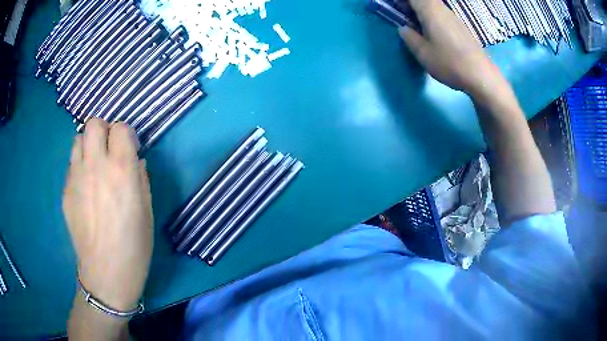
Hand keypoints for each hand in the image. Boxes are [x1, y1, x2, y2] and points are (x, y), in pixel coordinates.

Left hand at [63, 119, 152, 310]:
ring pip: (78, 139)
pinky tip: (85, 189)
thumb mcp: (147, 211)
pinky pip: (71, 165)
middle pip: (94, 124)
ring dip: (88, 145)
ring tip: (94, 164)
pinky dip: (79, 167)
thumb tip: (135, 161)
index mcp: (121, 170)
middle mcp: (96, 166)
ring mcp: (76, 177)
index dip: (126, 134)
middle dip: (103, 129)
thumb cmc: (134, 245)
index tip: (129, 148)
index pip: (120, 128)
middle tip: (108, 148)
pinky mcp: (66, 191)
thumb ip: (141, 178)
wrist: (106, 272)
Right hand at [399, 0, 509, 101]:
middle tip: (403, 16)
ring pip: (433, 5)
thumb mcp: (423, 53)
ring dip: (421, 11)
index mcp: (429, 10)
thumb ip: (409, 37)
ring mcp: (453, 17)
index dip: (401, 1)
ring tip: (416, 25)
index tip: (395, 9)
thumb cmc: (449, 63)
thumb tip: (404, 28)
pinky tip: (433, 33)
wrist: (481, 75)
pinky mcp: (460, 26)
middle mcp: (442, 8)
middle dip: (410, 5)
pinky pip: (441, 14)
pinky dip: (432, 17)